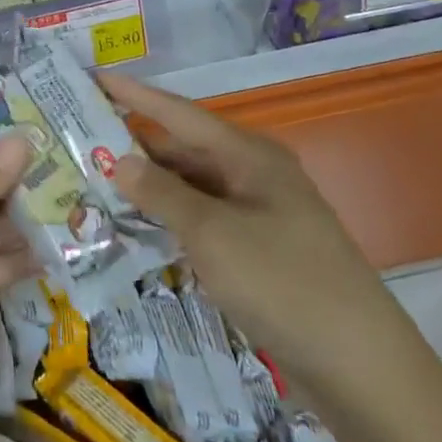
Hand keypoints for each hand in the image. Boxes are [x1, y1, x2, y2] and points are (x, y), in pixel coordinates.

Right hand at [100, 73, 399, 385]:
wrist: (360, 365)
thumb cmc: (283, 282)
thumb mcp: (212, 234)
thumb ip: (161, 193)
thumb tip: (119, 160)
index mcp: (248, 155)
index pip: (179, 113)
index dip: (135, 95)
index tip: (95, 76)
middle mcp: (254, 174)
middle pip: (184, 148)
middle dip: (134, 145)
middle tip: (81, 141)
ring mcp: (258, 213)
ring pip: (191, 186)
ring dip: (150, 187)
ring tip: (96, 183)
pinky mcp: (258, 249)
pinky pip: (203, 219)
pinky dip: (170, 219)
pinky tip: (137, 228)